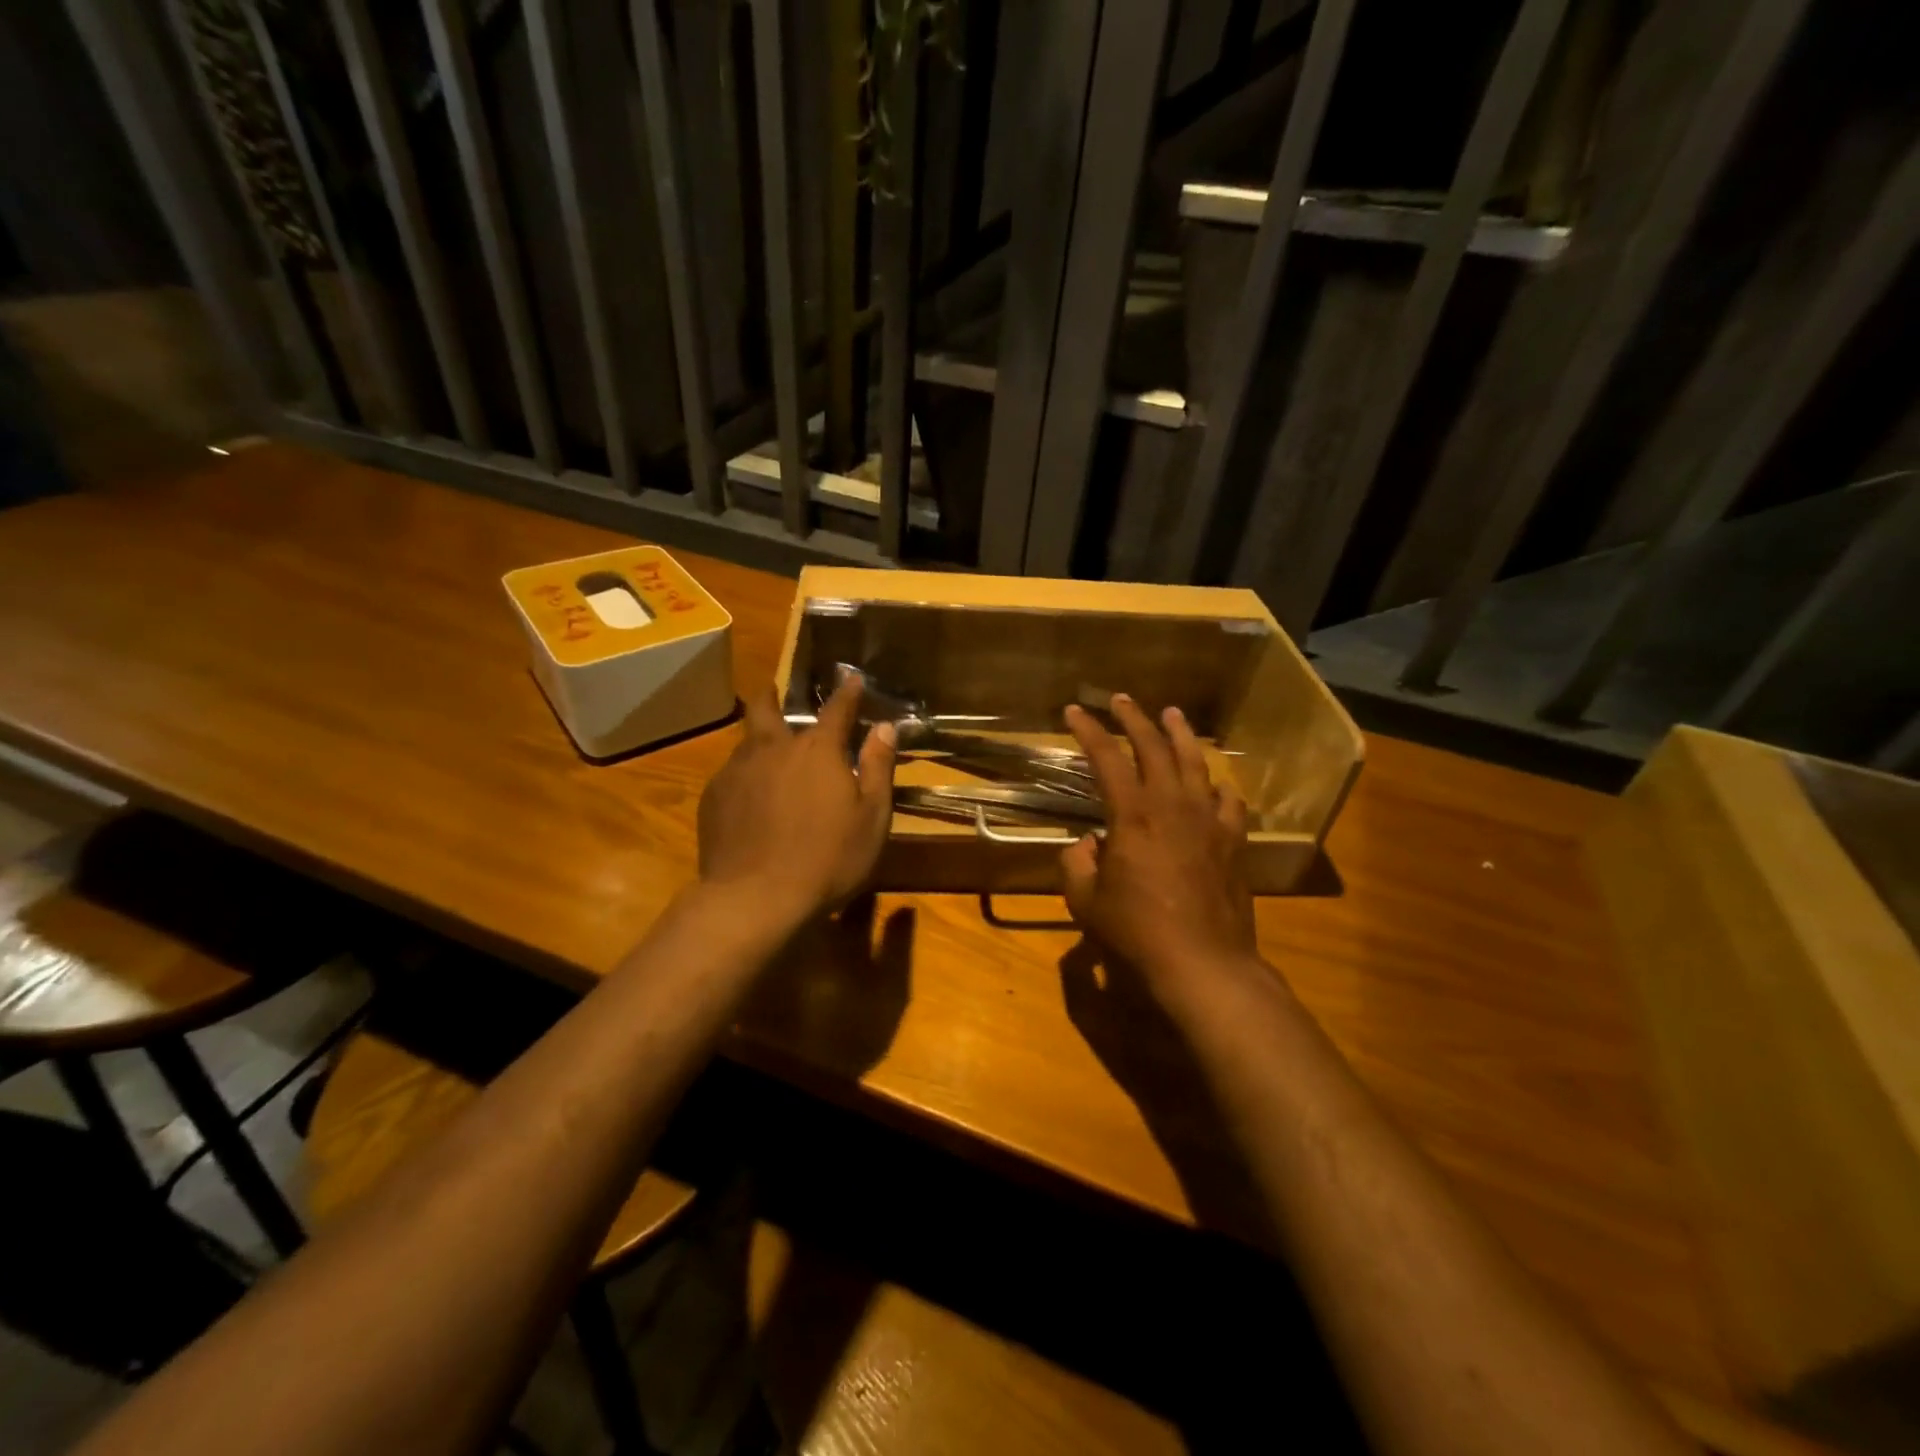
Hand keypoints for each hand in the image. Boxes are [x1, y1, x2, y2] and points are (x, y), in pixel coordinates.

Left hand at [697, 678, 896, 924]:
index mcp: (817, 750)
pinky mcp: (712, 798)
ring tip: (764, 753)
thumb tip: (885, 727)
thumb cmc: (828, 859)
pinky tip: (748, 798)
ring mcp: (737, 772)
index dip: (847, 693)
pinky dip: (743, 776)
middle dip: (771, 695)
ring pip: (745, 742)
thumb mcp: (872, 817)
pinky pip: (730, 775)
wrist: (755, 898)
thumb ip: (878, 768)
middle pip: (766, 709)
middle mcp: (773, 749)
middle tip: (773, 691)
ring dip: (757, 740)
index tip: (851, 679)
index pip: (837, 710)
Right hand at [1060, 695, 1258, 1001]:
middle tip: (1121, 700)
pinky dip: (1219, 786)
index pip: (1106, 758)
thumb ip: (1078, 863)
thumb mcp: (1085, 901)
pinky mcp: (1233, 842)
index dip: (1088, 731)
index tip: (1074, 711)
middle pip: (1154, 748)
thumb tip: (1090, 843)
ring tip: (1173, 714)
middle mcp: (1172, 806)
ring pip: (1195, 764)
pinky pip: (1228, 802)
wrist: (1203, 963)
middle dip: (1134, 719)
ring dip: (1180, 735)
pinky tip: (1217, 783)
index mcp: (1132, 815)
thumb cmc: (1136, 932)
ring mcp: (1208, 821)